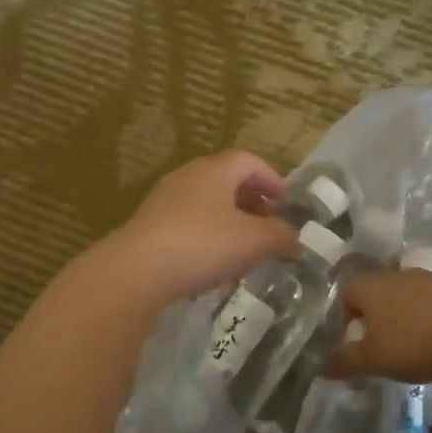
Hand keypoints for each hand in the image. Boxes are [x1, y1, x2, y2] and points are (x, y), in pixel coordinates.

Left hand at [101, 151, 296, 306]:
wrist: (138, 271)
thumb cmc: (204, 245)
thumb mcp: (255, 241)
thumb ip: (280, 235)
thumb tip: (293, 236)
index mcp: (214, 170)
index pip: (249, 161)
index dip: (272, 179)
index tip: (286, 204)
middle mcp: (186, 177)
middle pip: (226, 180)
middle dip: (251, 201)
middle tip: (268, 225)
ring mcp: (163, 201)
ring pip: (205, 204)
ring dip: (228, 220)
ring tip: (243, 248)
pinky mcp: (148, 227)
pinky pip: (186, 224)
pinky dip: (206, 236)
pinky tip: (212, 263)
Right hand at [325, 269, 431, 382]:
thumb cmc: (413, 343)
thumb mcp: (373, 360)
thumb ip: (345, 362)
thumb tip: (319, 368)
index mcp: (370, 288)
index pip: (346, 293)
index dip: (345, 315)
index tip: (354, 339)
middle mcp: (397, 274)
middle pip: (378, 290)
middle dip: (378, 314)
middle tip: (384, 343)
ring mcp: (431, 277)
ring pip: (410, 293)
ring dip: (408, 312)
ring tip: (416, 341)